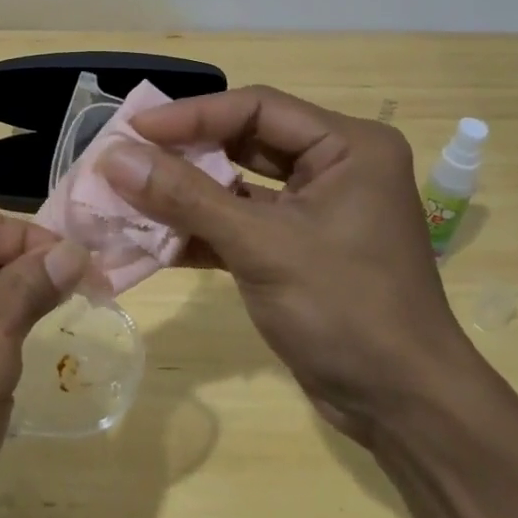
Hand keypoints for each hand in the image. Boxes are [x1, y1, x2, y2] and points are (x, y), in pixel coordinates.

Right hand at [102, 86, 477, 443]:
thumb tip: (114, 157)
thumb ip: (186, 197)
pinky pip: (242, 223)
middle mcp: (335, 167)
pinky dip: (202, 230)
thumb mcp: (261, 246)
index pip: (256, 109)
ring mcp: (317, 210)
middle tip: (125, 158)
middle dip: (184, 154)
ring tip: (129, 195)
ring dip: (187, 194)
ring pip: (239, 185)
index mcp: (348, 146)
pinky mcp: (298, 249)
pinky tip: (155, 240)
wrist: (402, 408)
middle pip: (245, 141)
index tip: (131, 129)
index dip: (190, 115)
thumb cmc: (345, 309)